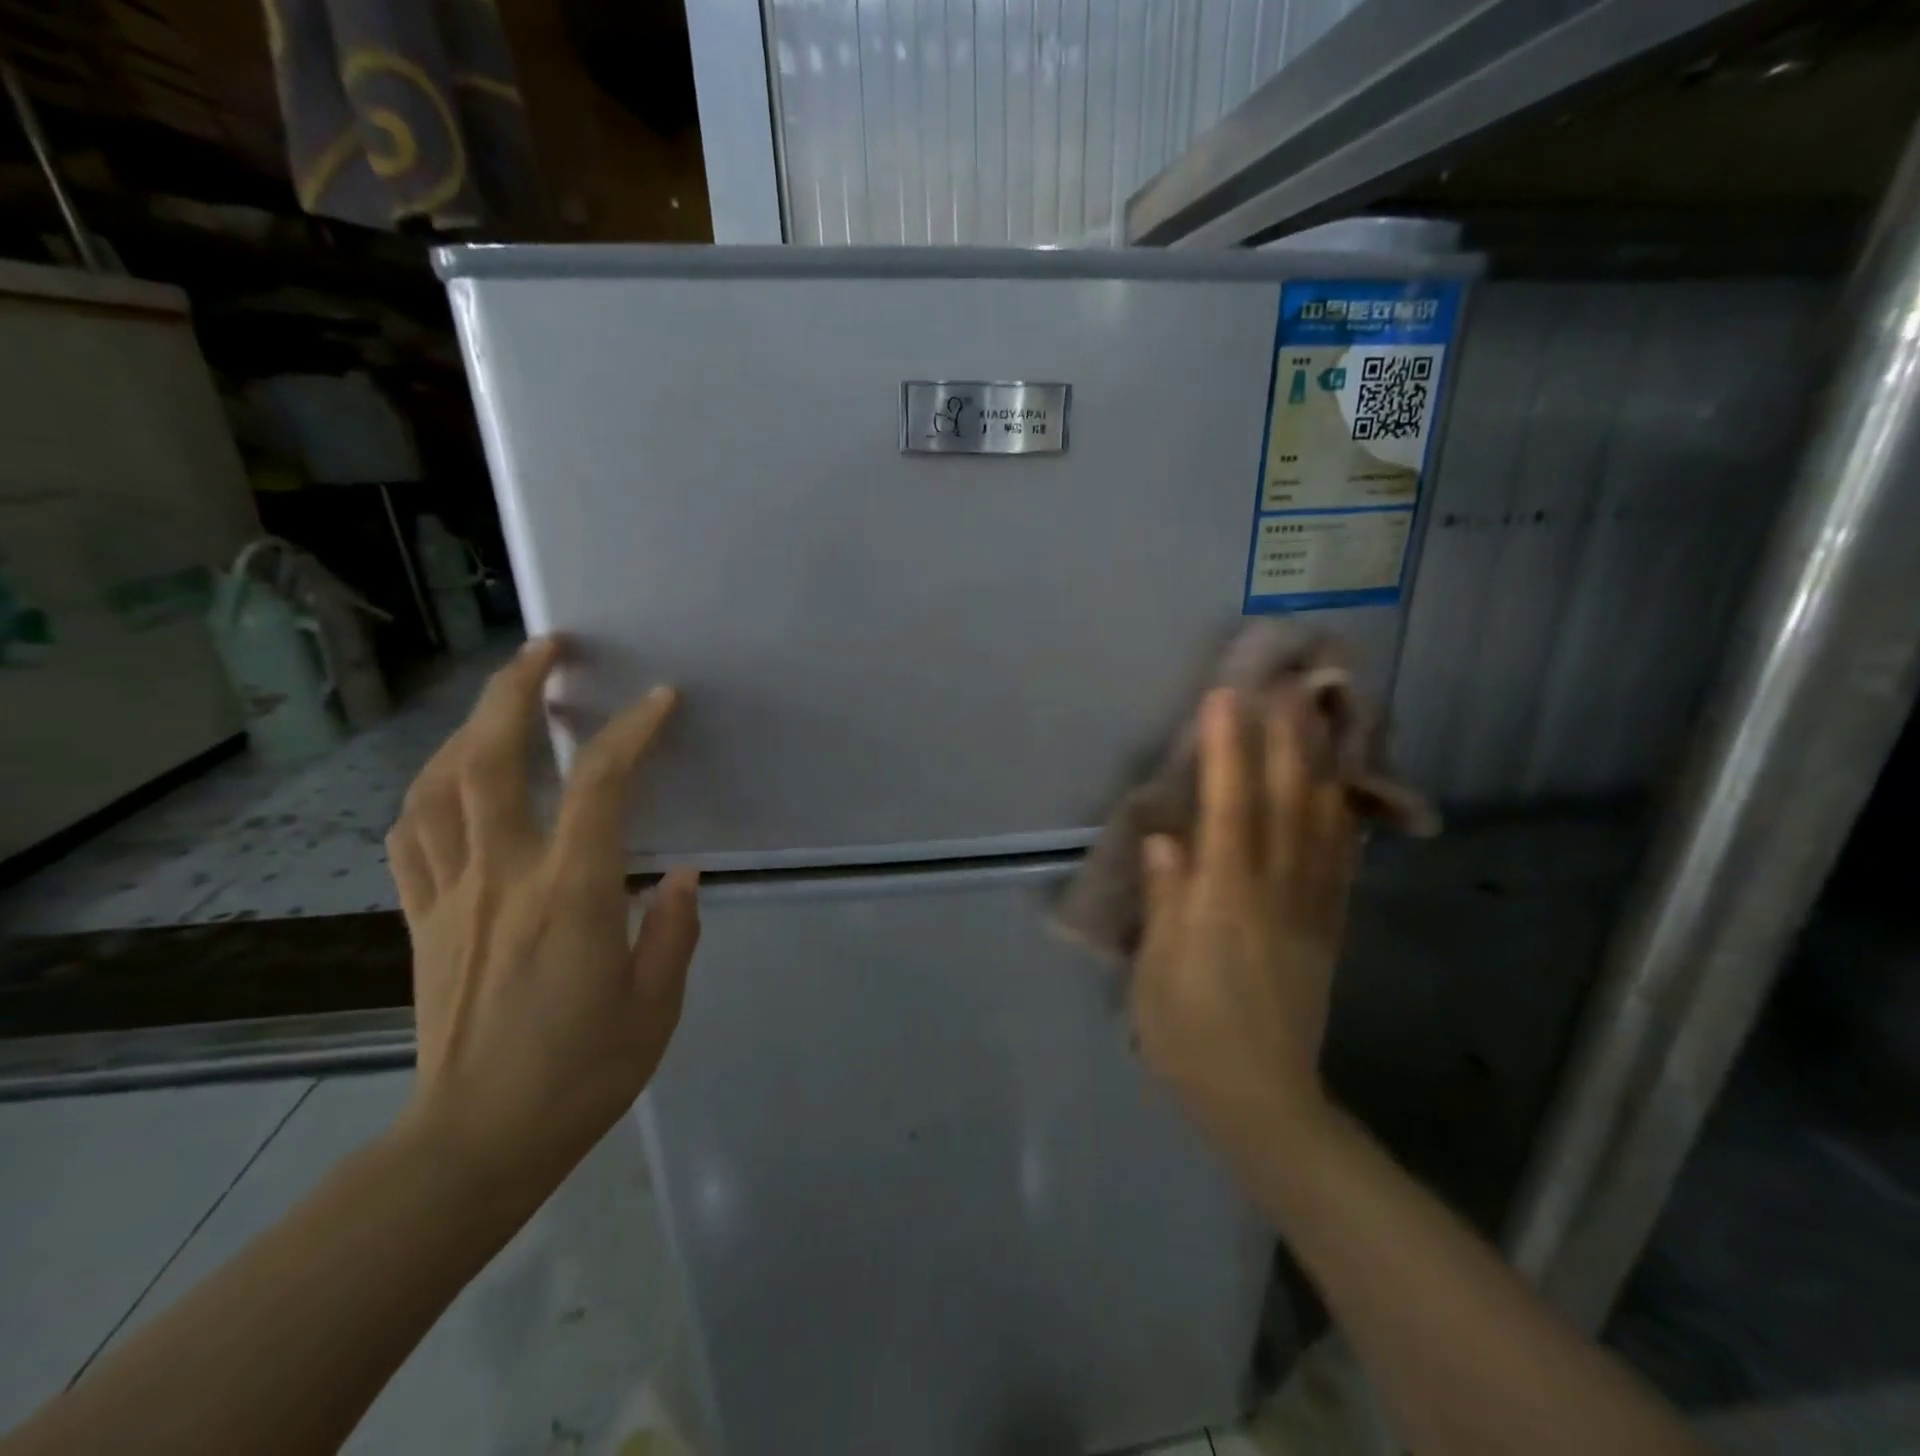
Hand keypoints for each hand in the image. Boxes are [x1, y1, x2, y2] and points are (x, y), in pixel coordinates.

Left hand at [385, 637, 700, 1202]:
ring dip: (467, 728)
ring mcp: (449, 896)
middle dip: (514, 689)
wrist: (472, 1145)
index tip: (660, 699)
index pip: (599, 788)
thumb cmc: (579, 1076)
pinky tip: (449, 781)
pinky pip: (412, 837)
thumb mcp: (655, 1007)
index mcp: (569, 897)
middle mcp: (500, 879)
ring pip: (437, 787)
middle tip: (547, 648)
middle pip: (489, 760)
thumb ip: (671, 930)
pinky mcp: (422, 921)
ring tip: (500, 701)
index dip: (631, 732)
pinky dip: (429, 791)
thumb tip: (678, 875)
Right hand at [1131, 688, 1358, 1152]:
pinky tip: (1343, 795)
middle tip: (1286, 688)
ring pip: (1321, 827)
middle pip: (1284, 805)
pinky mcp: (1328, 931)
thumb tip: (1166, 837)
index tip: (1226, 699)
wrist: (1261, 1100)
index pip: (1228, 809)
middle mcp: (1272, 893)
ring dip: (1319, 768)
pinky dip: (1341, 822)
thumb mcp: (1156, 969)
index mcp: (1222, 901)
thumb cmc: (1188, 1034)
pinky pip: (1340, 866)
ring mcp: (1308, 911)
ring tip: (1320, 722)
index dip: (1228, 751)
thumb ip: (1165, 899)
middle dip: (1284, 742)